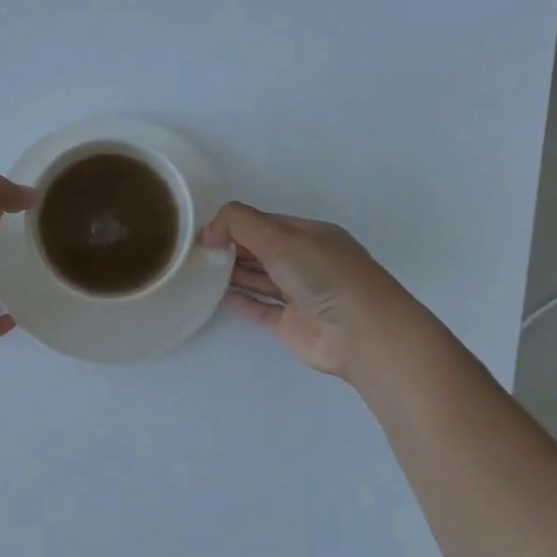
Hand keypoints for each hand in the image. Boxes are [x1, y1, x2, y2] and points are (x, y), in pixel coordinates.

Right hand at [198, 202, 415, 378]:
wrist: (359, 332)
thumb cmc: (323, 274)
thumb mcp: (280, 236)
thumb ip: (239, 224)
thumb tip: (208, 231)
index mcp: (310, 235)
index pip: (267, 224)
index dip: (237, 225)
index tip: (206, 233)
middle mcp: (306, 262)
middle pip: (262, 250)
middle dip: (232, 248)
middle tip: (197, 253)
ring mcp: (299, 294)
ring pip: (261, 279)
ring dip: (234, 273)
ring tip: (201, 271)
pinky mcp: (291, 323)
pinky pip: (261, 308)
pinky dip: (242, 300)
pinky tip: (219, 296)